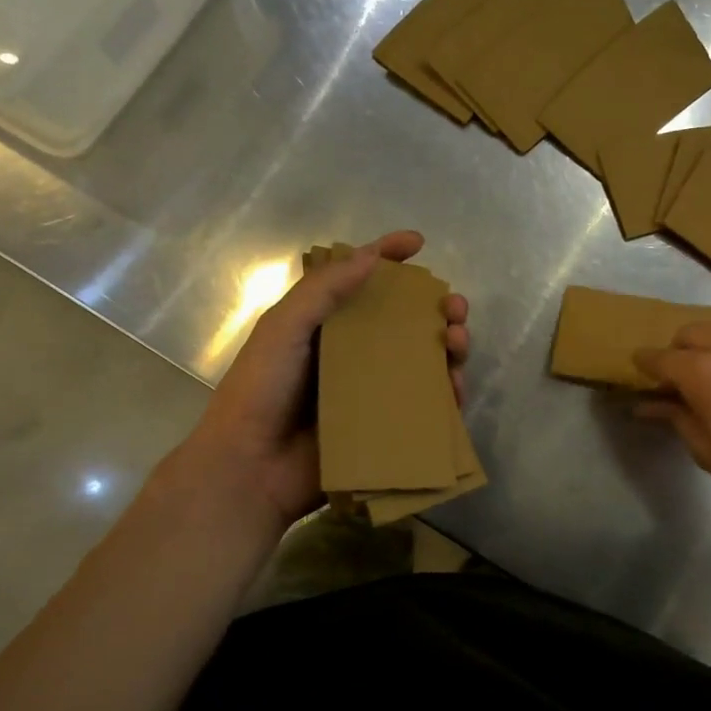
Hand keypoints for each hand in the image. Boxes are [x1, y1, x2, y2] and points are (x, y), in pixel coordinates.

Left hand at [177, 231, 469, 532]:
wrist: (252, 467)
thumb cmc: (261, 390)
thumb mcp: (283, 329)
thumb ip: (323, 291)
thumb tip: (371, 256)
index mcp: (327, 326)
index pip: (363, 282)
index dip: (390, 258)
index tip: (417, 243)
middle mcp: (355, 355)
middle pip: (408, 323)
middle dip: (439, 309)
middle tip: (454, 308)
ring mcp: (374, 393)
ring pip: (426, 362)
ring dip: (451, 347)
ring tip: (458, 343)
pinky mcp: (387, 427)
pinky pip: (427, 407)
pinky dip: (448, 394)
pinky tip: (455, 387)